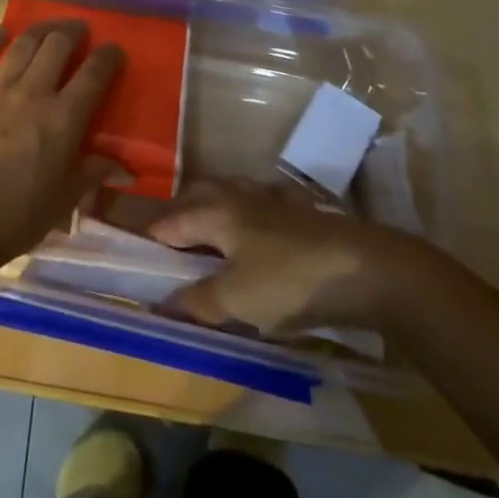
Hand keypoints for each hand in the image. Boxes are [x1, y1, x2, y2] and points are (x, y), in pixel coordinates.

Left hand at [0, 20, 125, 269]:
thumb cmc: (15, 216)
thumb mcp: (63, 201)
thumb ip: (92, 174)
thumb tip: (124, 167)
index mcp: (63, 119)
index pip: (93, 75)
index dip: (107, 57)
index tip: (114, 49)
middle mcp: (32, 93)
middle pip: (57, 46)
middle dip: (73, 31)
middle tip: (79, 29)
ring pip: (22, 45)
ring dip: (40, 29)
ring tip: (49, 26)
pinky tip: (1, 32)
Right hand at [147, 180, 424, 334]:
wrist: (367, 269)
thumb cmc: (290, 282)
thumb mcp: (237, 300)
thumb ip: (198, 301)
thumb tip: (160, 303)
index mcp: (215, 212)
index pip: (168, 223)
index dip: (148, 241)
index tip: (131, 258)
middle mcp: (238, 196)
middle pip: (196, 197)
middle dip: (178, 217)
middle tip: (169, 249)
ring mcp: (272, 199)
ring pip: (230, 194)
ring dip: (213, 211)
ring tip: (209, 238)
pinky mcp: (302, 210)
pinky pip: (264, 203)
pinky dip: (252, 214)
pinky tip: (261, 229)